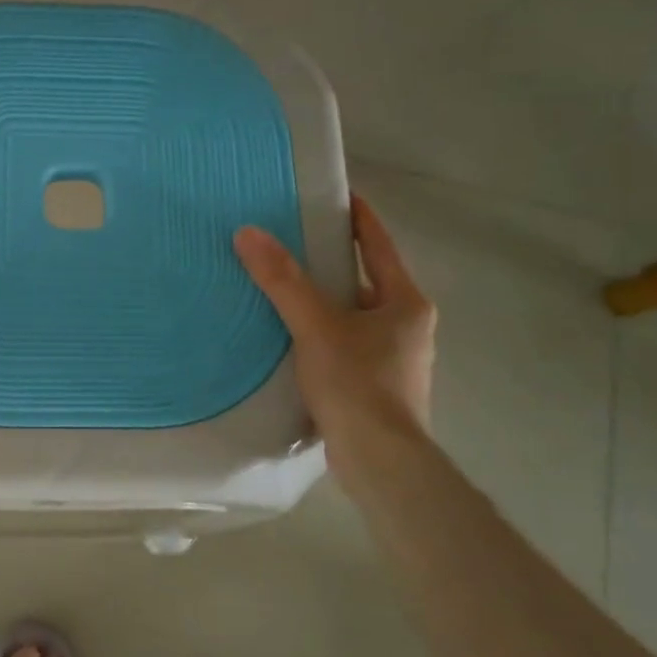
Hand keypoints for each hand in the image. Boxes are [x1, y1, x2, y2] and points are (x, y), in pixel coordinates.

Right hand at [234, 197, 436, 484]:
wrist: (380, 460)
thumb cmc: (357, 383)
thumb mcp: (316, 326)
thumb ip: (283, 281)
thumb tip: (249, 233)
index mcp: (406, 302)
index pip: (379, 246)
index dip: (358, 218)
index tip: (336, 195)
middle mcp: (408, 326)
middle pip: (366, 281)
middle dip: (333, 263)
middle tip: (293, 243)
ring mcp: (396, 359)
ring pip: (355, 316)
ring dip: (326, 302)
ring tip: (284, 289)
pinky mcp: (378, 388)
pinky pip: (347, 345)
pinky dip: (323, 334)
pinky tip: (293, 340)